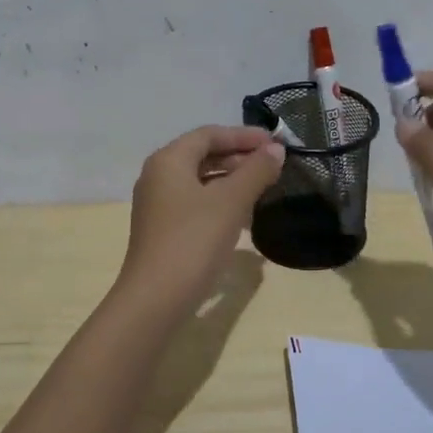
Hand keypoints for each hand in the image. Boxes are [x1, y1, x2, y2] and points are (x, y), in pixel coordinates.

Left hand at [114, 125, 283, 321]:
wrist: (156, 299)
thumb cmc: (194, 240)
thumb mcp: (231, 201)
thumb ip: (256, 171)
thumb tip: (276, 150)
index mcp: (168, 160)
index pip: (209, 134)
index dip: (244, 135)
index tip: (276, 143)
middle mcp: (158, 176)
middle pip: (203, 155)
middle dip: (239, 157)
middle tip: (273, 166)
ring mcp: (158, 205)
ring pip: (200, 180)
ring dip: (232, 180)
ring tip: (264, 189)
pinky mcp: (163, 229)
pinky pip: (196, 203)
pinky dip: (220, 202)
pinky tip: (243, 217)